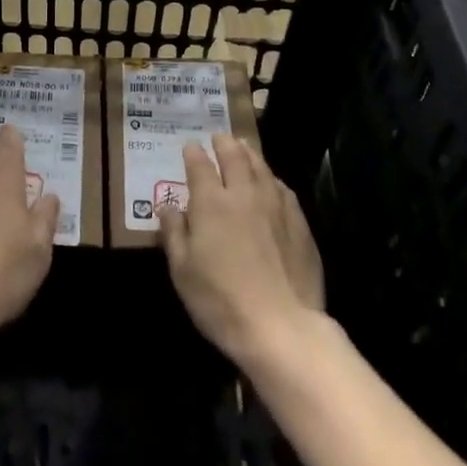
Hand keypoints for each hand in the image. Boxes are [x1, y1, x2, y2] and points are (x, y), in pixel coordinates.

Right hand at [157, 134, 323, 363]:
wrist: (282, 327)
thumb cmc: (221, 301)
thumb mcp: (183, 272)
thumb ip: (174, 233)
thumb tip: (167, 206)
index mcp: (211, 202)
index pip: (199, 165)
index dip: (193, 153)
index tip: (190, 146)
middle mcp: (243, 193)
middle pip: (234, 156)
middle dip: (224, 143)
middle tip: (219, 137)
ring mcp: (275, 205)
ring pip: (261, 167)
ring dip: (249, 153)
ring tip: (243, 147)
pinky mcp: (299, 223)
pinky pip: (283, 188)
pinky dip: (272, 178)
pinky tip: (272, 182)